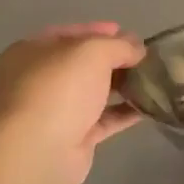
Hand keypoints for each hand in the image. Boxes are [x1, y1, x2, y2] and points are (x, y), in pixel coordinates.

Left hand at [0, 23, 144, 183]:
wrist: (38, 152)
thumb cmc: (59, 89)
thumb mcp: (94, 51)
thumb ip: (120, 45)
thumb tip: (137, 50)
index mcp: (31, 53)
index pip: (68, 34)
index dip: (98, 30)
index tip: (127, 32)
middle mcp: (38, 81)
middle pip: (82, 65)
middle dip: (114, 60)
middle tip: (144, 58)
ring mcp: (53, 112)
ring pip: (93, 93)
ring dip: (122, 86)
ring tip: (152, 80)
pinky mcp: (71, 139)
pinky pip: (103, 120)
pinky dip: (124, 112)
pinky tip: (149, 106)